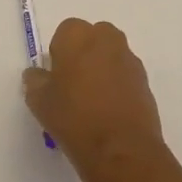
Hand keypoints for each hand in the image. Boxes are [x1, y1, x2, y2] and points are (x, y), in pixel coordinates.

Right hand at [23, 19, 169, 181]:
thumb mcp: (39, 102)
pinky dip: (117, 85)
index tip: (56, 77)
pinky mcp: (145, 81)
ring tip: (92, 102)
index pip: (65, 32)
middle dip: (83, 55)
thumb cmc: (74, 118)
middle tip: (73, 85)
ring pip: (110, 56)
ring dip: (102, 69)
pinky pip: (125, 75)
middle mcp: (107, 39)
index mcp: (77, 36)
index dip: (59, 53)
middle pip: (92, 38)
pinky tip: (109, 111)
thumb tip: (37, 74)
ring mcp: (129, 59)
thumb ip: (35, 81)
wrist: (121, 149)